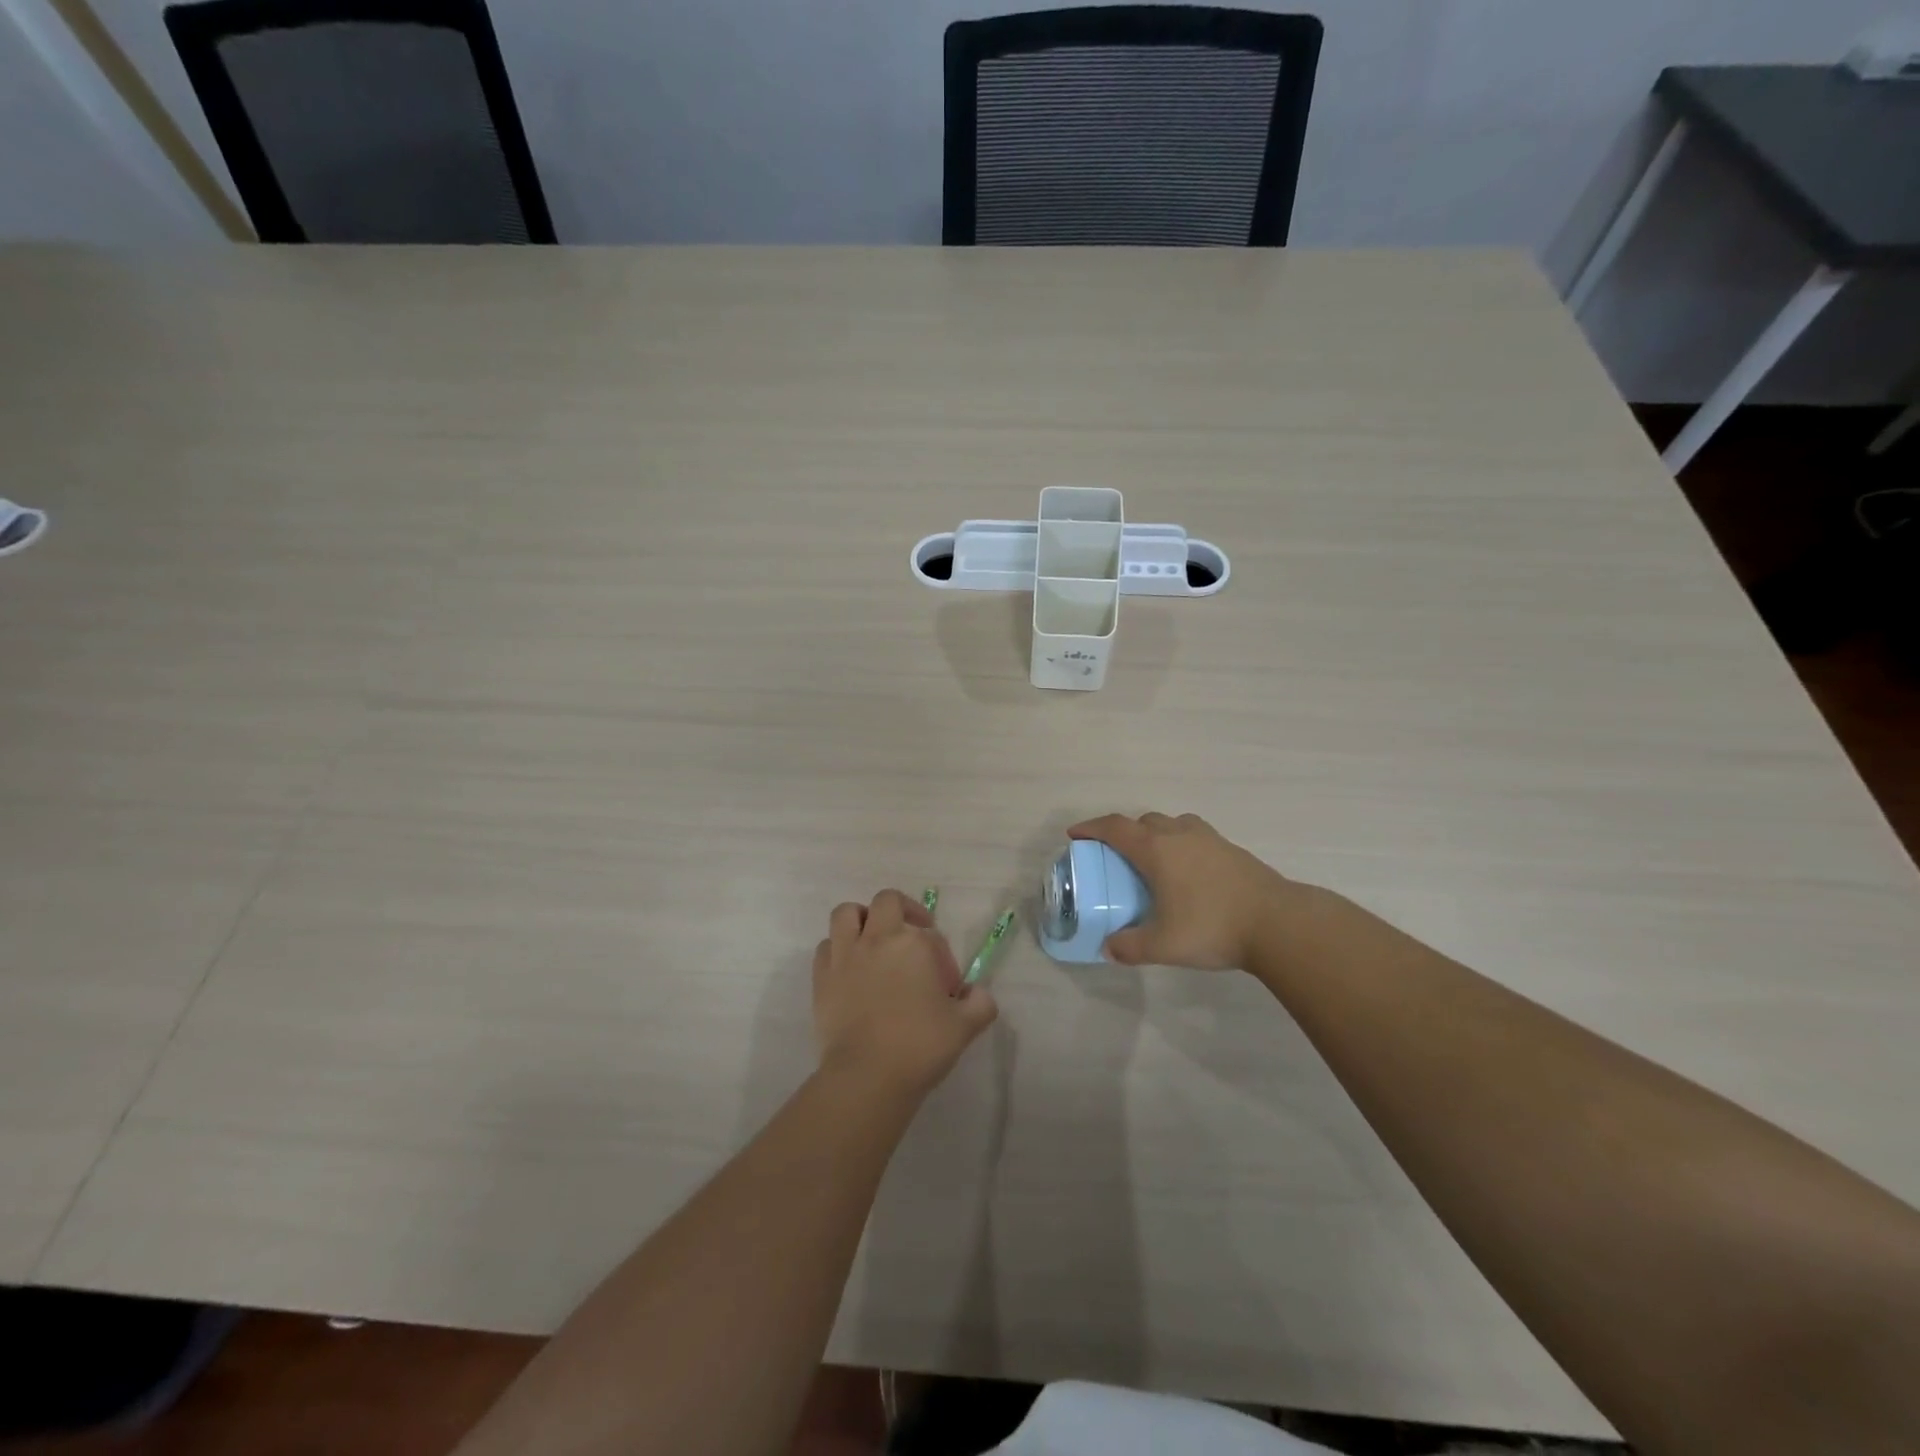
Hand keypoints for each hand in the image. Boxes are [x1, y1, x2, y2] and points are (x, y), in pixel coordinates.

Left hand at [812, 890, 997, 1099]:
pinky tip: (850, 969)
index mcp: (914, 944)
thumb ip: (980, 1003)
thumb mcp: (965, 1026)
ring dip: (862, 919)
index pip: (931, 935)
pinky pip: (826, 946)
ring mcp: (845, 955)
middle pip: (887, 901)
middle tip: (912, 934)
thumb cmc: (919, 1046)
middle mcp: (877, 939)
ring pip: (847, 913)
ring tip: (873, 941)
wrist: (867, 1076)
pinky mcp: (822, 977)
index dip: (942, 956)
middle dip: (902, 911)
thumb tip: (977, 994)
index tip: (945, 986)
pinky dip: (838, 949)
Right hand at [1068, 812, 1303, 970]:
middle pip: (1144, 821)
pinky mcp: (1233, 850)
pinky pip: (1196, 837)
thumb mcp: (1163, 945)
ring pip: (1174, 824)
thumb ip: (1130, 946)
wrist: (1279, 923)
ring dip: (1157, 834)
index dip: (1091, 828)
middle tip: (1117, 856)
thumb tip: (1108, 948)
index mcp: (1156, 849)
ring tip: (1155, 861)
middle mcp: (1180, 835)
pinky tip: (1189, 874)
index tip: (1075, 835)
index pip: (1115, 828)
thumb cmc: (1212, 926)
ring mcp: (1210, 839)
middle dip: (1125, 833)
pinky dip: (1182, 845)